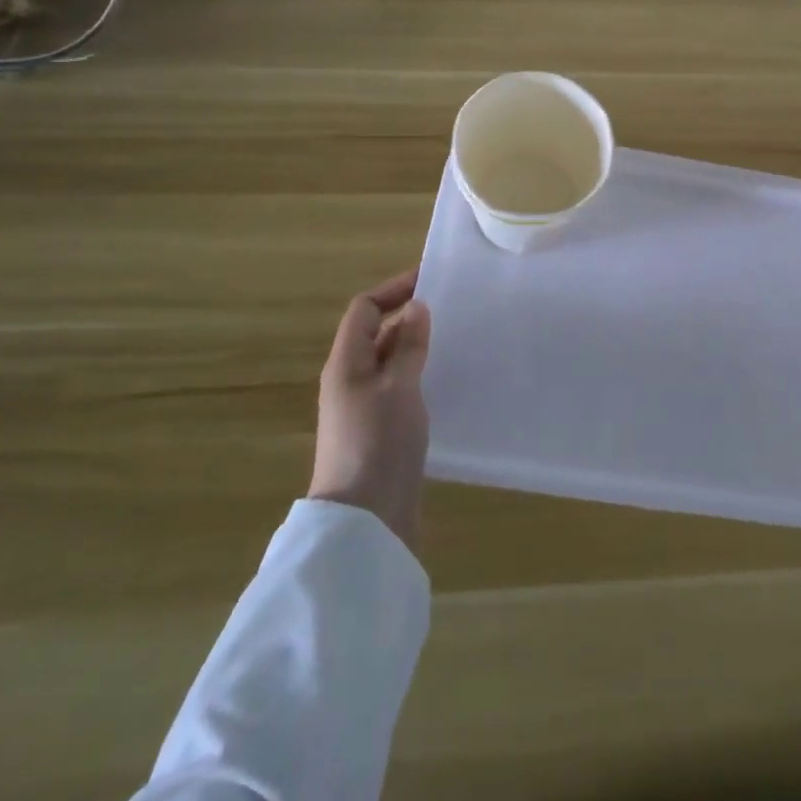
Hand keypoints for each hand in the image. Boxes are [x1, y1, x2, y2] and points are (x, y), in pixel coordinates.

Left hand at [308, 269, 431, 551]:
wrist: (365, 521)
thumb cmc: (378, 443)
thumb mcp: (398, 387)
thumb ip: (408, 345)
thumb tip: (416, 307)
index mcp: (346, 363)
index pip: (364, 309)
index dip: (393, 289)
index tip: (431, 279)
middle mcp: (349, 380)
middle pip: (375, 334)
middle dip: (408, 316)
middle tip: (451, 308)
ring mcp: (363, 407)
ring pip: (389, 362)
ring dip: (415, 346)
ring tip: (455, 339)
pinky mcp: (379, 431)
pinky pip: (398, 387)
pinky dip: (418, 374)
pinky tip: (445, 380)